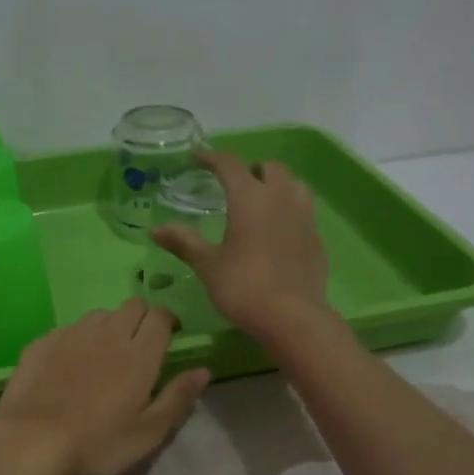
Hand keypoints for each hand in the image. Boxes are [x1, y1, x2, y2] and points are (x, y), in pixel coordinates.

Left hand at [0, 299, 209, 474]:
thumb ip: (178, 398)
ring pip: (99, 313)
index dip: (168, 321)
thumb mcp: (148, 433)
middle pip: (132, 306)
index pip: (161, 316)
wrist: (31, 442)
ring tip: (104, 352)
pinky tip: (69, 363)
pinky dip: (76, 338)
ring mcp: (71, 334)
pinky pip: (67, 328)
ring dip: (109, 325)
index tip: (170, 337)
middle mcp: (107, 333)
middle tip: (139, 344)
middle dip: (142, 317)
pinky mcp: (41, 343)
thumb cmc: (97, 444)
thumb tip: (203, 370)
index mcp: (139, 354)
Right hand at [151, 152, 333, 343]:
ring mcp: (304, 215)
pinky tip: (279, 229)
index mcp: (249, 197)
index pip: (229, 164)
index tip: (198, 158)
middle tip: (234, 184)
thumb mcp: (207, 265)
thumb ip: (184, 242)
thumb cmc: (243, 286)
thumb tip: (156, 229)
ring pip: (293, 184)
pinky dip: (289, 209)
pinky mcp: (317, 236)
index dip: (212, 158)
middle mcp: (280, 196)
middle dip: (250, 169)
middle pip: (268, 168)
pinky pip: (304, 209)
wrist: (292, 316)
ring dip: (276, 184)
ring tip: (261, 201)